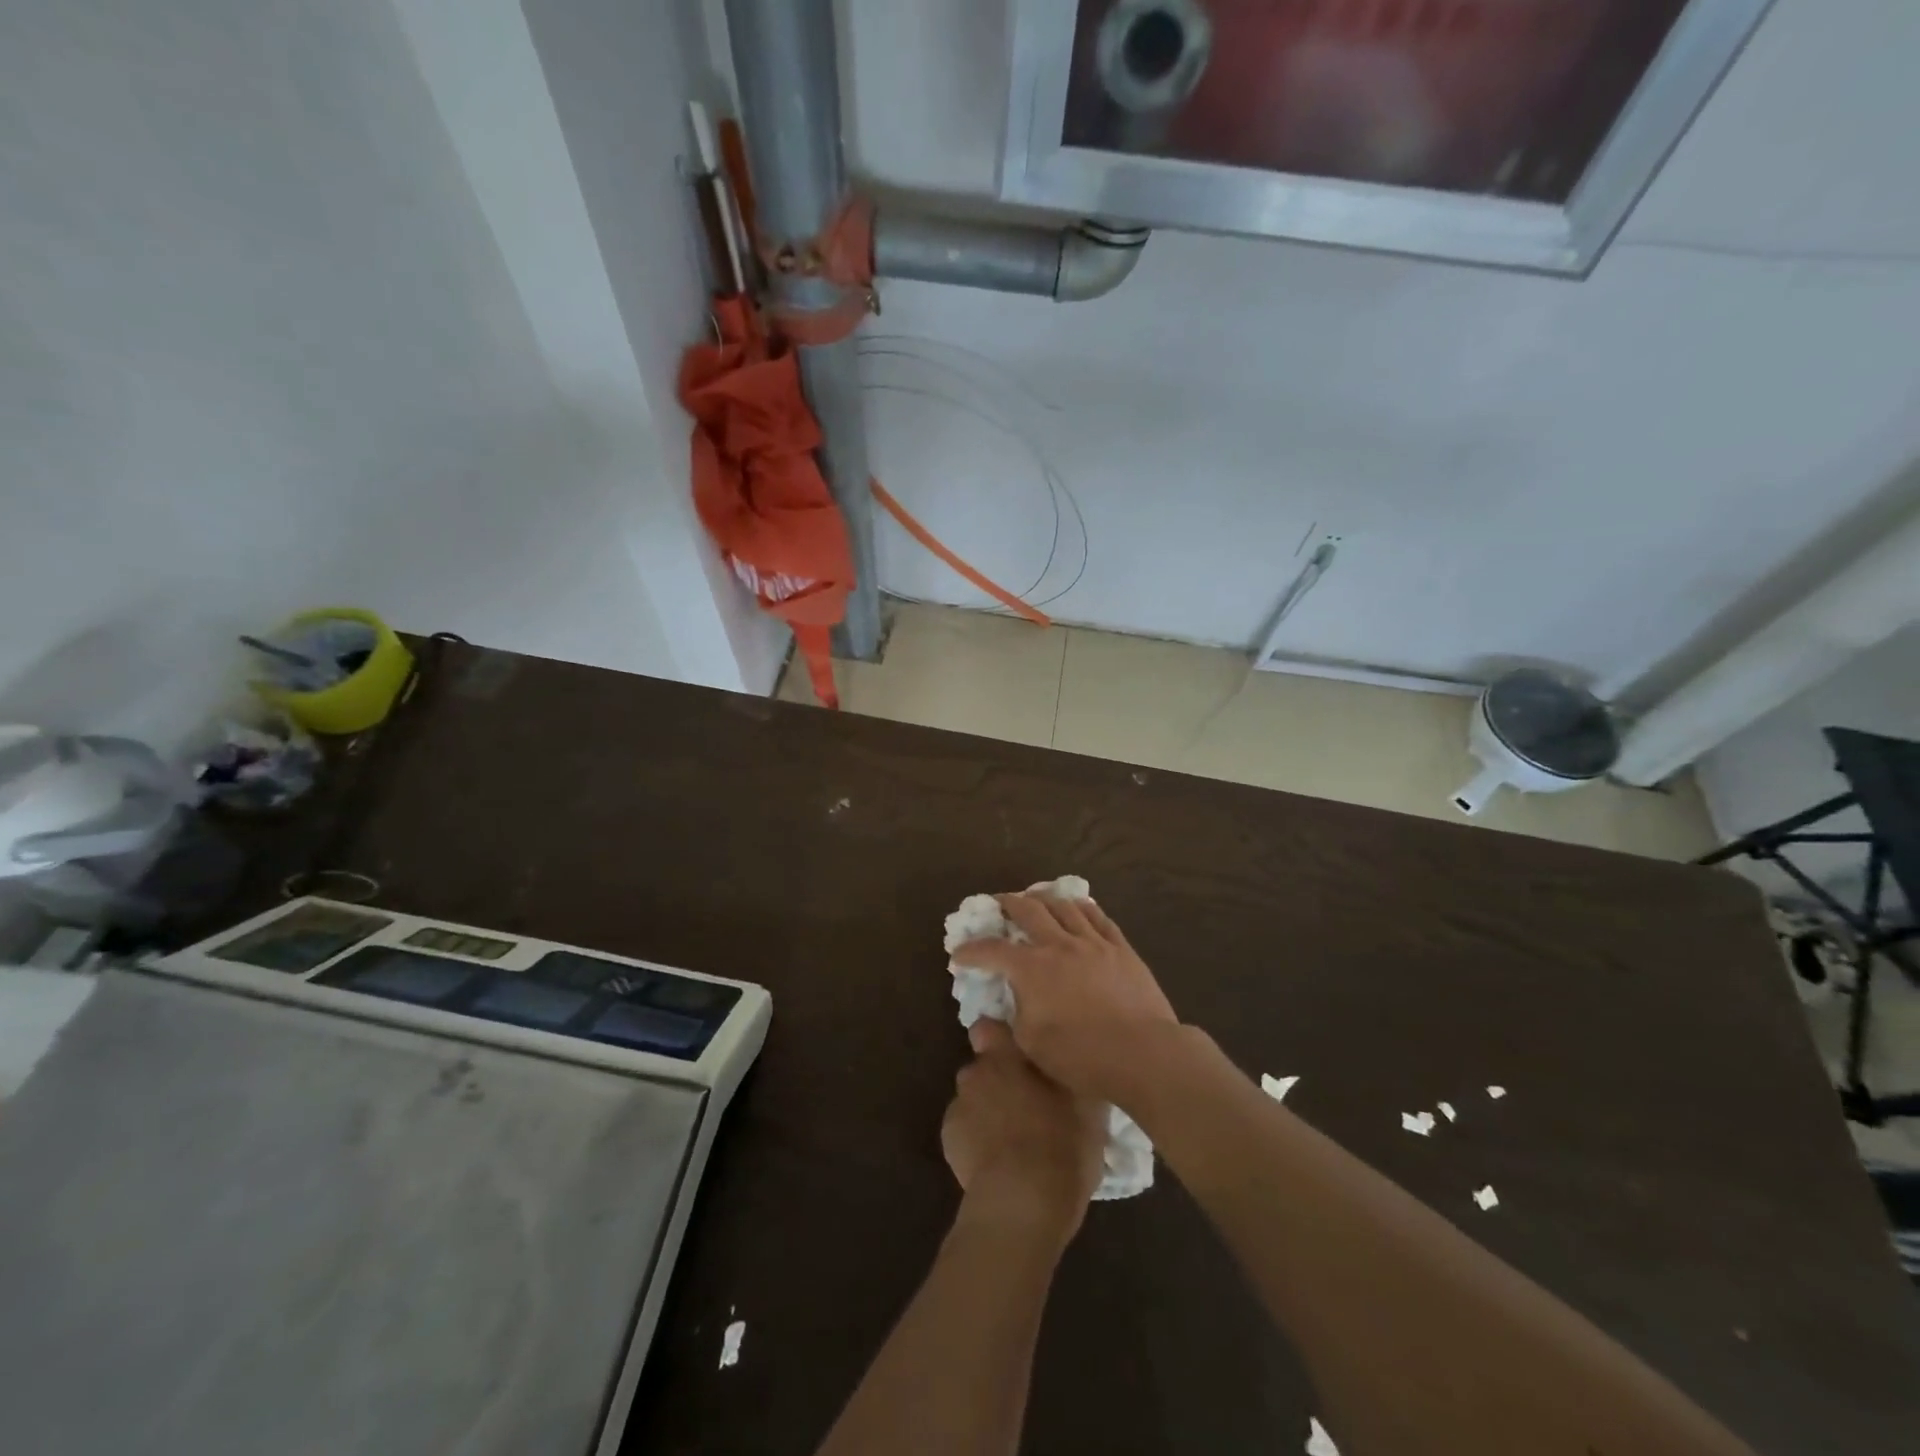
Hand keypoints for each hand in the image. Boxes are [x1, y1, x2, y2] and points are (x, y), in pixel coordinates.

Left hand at [942, 1020, 1105, 1243]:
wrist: (1022, 1204)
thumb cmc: (1060, 1143)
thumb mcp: (1087, 1104)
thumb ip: (1071, 1072)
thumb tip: (1071, 1060)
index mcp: (1004, 1055)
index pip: (989, 1027)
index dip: (1001, 1038)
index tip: (1021, 1055)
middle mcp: (975, 1072)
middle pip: (984, 1066)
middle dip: (1001, 1078)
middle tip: (1030, 1103)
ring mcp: (958, 1107)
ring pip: (975, 1099)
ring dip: (990, 1109)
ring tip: (1016, 1139)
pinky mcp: (949, 1141)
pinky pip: (966, 1129)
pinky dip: (978, 1138)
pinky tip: (999, 1161)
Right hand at [951, 893, 1179, 1102]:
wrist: (1143, 1053)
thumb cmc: (1081, 1056)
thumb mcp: (1031, 1046)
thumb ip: (1011, 1019)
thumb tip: (1004, 1003)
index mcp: (1031, 968)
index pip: (991, 950)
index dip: (971, 950)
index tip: (959, 954)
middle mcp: (1059, 944)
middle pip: (1028, 910)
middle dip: (1007, 903)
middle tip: (998, 903)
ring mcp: (1093, 942)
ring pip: (1064, 905)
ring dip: (1044, 898)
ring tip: (1036, 897)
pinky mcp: (1121, 948)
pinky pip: (1098, 917)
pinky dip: (1082, 907)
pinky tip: (1078, 907)